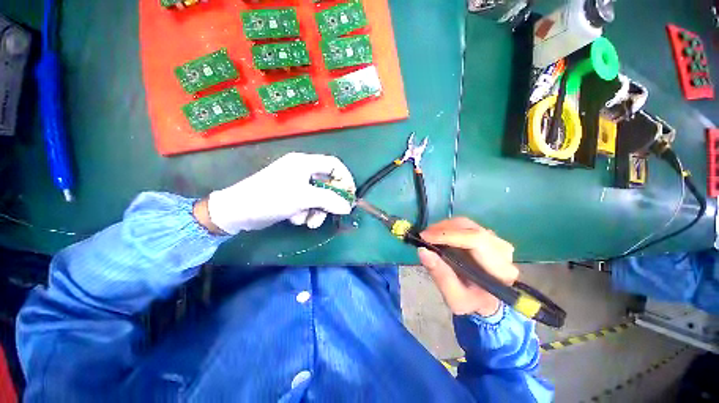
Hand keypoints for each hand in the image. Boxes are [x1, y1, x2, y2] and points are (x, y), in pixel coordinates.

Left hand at [206, 153, 354, 233]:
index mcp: (305, 163)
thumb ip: (329, 200)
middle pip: (327, 183)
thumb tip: (347, 207)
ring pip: (318, 196)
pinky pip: (307, 203)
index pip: (334, 164)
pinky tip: (294, 218)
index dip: (345, 178)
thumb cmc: (271, 198)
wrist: (238, 211)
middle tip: (330, 214)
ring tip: (306, 222)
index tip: (350, 195)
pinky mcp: (290, 195)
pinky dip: (304, 212)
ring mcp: (295, 183)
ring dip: (315, 211)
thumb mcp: (303, 198)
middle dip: (328, 201)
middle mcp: (302, 170)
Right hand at [417, 218, 518, 316]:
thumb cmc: (471, 301)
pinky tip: (439, 236)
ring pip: (466, 224)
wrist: (484, 300)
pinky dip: (448, 228)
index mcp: (500, 269)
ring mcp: (496, 240)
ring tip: (429, 236)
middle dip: (443, 229)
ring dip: (444, 227)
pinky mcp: (487, 236)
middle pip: (470, 228)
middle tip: (424, 236)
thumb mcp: (454, 298)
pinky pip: (465, 225)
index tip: (425, 236)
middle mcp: (502, 250)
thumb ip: (440, 275)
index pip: (476, 241)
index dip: (448, 235)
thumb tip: (423, 251)